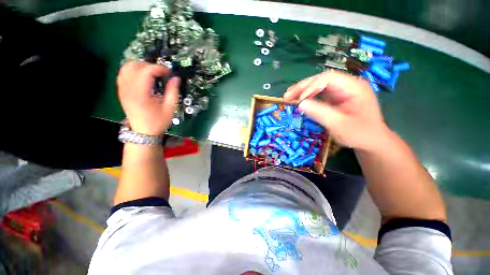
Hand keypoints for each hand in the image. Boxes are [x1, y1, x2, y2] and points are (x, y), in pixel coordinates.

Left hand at [117, 62, 179, 135]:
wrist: (143, 131)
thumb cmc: (158, 121)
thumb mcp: (170, 108)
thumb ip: (173, 91)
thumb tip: (176, 78)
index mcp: (140, 94)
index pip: (146, 71)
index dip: (159, 68)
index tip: (170, 73)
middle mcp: (128, 88)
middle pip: (135, 66)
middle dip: (150, 66)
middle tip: (162, 74)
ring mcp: (122, 89)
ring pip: (127, 67)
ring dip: (141, 66)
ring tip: (153, 74)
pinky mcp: (121, 90)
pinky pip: (124, 73)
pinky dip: (134, 70)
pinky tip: (143, 77)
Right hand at [284, 70, 389, 151]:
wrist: (371, 141)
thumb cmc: (359, 134)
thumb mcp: (339, 125)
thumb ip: (320, 113)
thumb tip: (300, 104)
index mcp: (354, 87)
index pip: (329, 78)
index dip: (311, 86)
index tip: (299, 100)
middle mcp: (347, 85)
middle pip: (321, 80)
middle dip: (303, 87)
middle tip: (287, 96)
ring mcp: (340, 91)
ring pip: (318, 86)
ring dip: (302, 91)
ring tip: (288, 97)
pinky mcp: (335, 98)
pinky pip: (318, 94)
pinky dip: (306, 97)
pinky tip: (297, 101)